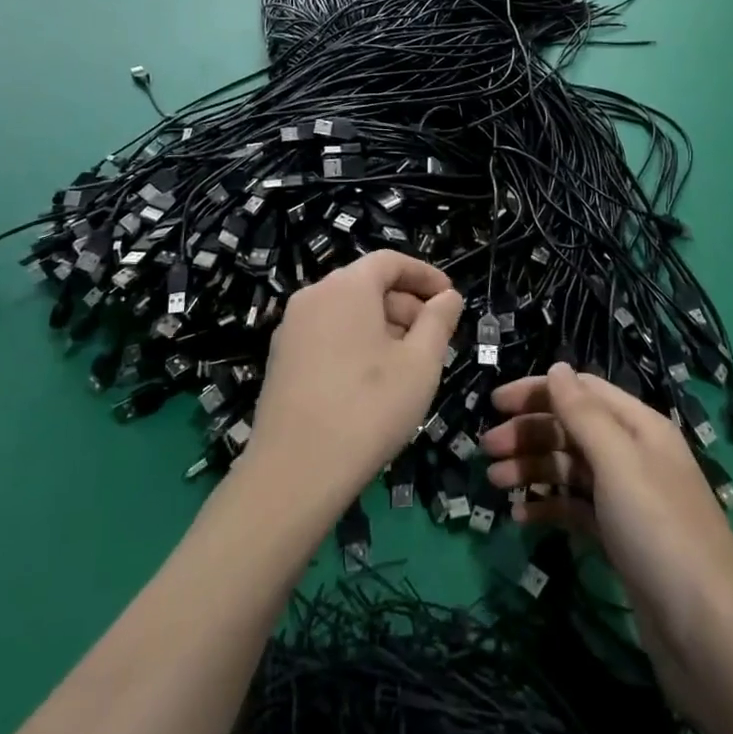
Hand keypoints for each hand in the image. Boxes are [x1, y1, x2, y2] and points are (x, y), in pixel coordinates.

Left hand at [247, 251, 462, 507]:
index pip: (390, 261)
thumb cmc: (369, 408)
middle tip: (436, 339)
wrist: (295, 472)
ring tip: (409, 364)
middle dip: (406, 305)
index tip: (450, 298)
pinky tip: (374, 381)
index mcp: (346, 286)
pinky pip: (328, 334)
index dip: (425, 275)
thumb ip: (439, 320)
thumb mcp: (421, 363)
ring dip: (383, 327)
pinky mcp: (281, 359)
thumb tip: (448, 297)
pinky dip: (356, 343)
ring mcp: (291, 328)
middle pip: (367, 285)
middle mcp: (313, 296)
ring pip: (347, 312)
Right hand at [483, 364, 732, 642]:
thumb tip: (557, 366)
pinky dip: (550, 507)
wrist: (710, 635)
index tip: (494, 404)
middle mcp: (634, 455)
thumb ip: (583, 412)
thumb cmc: (659, 531)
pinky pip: (577, 509)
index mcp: (639, 426)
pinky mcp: (620, 540)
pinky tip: (523, 518)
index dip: (538, 391)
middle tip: (487, 449)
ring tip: (496, 482)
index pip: (581, 391)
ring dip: (533, 468)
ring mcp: (627, 500)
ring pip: (571, 469)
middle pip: (572, 428)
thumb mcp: (619, 461)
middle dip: (529, 432)